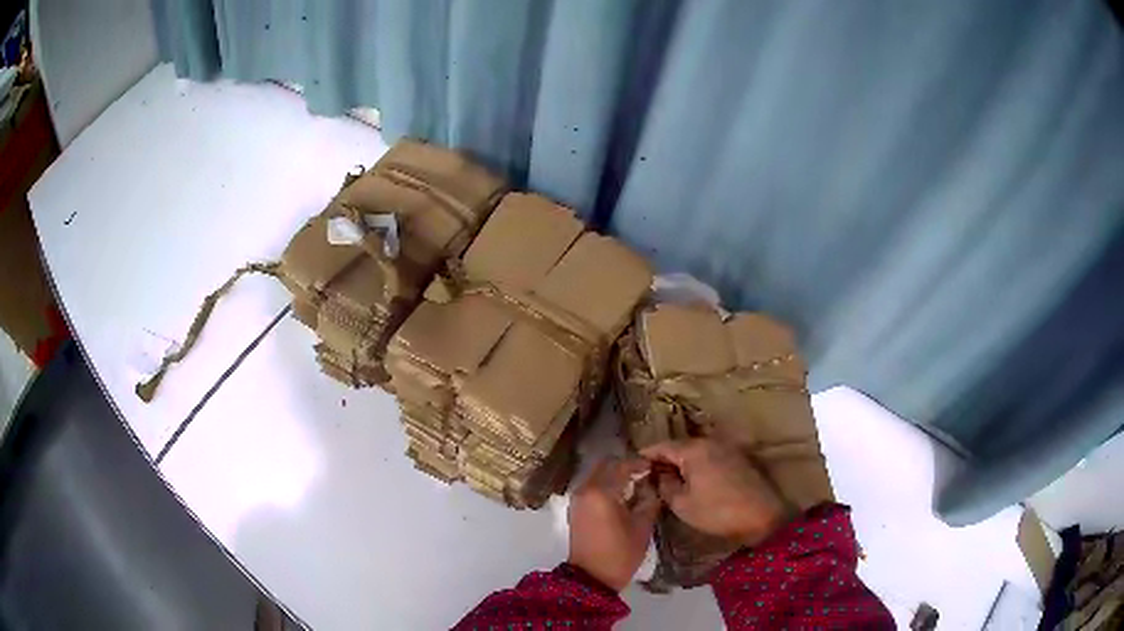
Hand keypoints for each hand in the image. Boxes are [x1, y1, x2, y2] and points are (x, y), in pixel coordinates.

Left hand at [567, 457, 659, 590]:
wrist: (591, 578)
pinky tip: (621, 495)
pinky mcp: (575, 509)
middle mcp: (585, 490)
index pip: (621, 465)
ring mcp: (577, 499)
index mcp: (601, 491)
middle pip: (605, 466)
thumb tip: (652, 485)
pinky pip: (591, 487)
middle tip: (644, 473)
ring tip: (635, 483)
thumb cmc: (620, 553)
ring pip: (596, 475)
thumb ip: (649, 500)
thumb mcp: (642, 526)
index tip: (654, 466)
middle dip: (625, 466)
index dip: (639, 463)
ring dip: (614, 475)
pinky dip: (605, 485)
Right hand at [641, 439, 791, 546]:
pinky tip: (692, 480)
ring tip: (668, 479)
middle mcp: (710, 441)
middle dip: (663, 459)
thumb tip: (658, 475)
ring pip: (695, 452)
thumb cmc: (718, 511)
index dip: (645, 456)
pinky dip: (697, 465)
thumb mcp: (682, 504)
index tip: (632, 465)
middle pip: (679, 446)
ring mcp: (726, 447)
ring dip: (681, 463)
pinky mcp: (738, 458)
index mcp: (693, 449)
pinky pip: (709, 457)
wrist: (762, 516)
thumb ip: (665, 486)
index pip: (661, 446)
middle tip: (648, 475)